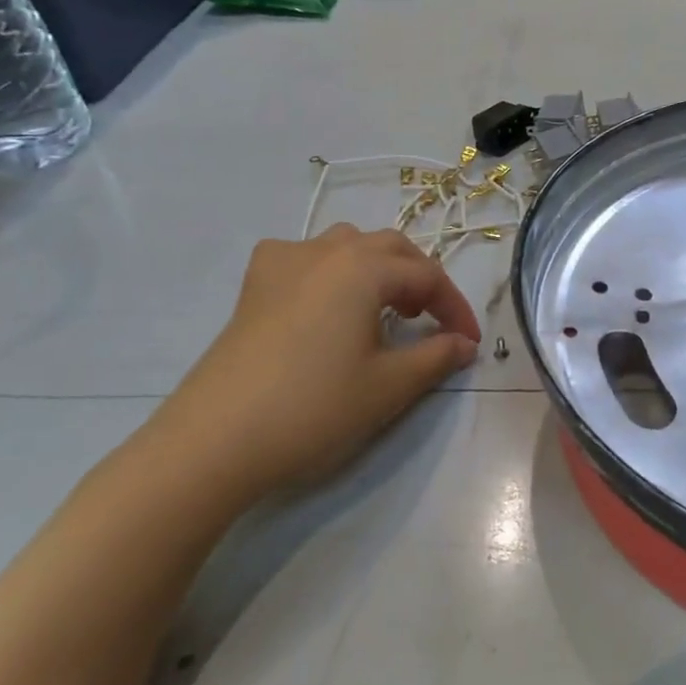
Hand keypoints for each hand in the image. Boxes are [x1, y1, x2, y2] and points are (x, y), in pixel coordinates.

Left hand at [142, 226, 480, 501]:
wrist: (216, 440)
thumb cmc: (314, 407)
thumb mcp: (389, 386)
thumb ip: (436, 356)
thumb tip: (463, 344)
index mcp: (363, 267)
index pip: (427, 275)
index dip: (455, 308)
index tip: (469, 342)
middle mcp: (325, 250)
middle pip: (390, 248)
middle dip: (420, 279)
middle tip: (431, 321)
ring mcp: (283, 262)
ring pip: (346, 245)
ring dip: (377, 268)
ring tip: (385, 308)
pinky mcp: (254, 285)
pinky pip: (304, 257)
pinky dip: (330, 270)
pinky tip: (325, 300)